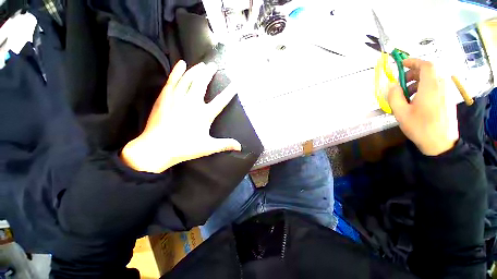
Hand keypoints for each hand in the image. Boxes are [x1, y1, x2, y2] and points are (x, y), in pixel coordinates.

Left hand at [121, 60, 241, 172]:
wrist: (157, 147)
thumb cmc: (185, 147)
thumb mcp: (208, 147)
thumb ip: (225, 144)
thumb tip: (240, 147)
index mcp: (204, 114)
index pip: (221, 101)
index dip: (229, 92)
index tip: (235, 84)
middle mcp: (192, 102)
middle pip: (202, 83)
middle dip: (209, 73)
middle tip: (213, 66)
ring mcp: (177, 97)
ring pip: (188, 78)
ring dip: (196, 70)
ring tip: (201, 65)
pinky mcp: (165, 97)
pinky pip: (173, 80)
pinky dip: (177, 71)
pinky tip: (181, 64)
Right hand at [387, 58, 458, 155]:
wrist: (441, 143)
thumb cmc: (420, 127)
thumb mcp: (401, 113)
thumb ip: (394, 96)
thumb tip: (392, 85)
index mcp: (431, 87)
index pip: (427, 65)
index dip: (414, 61)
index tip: (402, 64)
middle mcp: (442, 86)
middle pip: (430, 70)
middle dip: (414, 72)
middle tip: (402, 82)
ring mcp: (447, 92)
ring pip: (434, 77)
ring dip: (419, 80)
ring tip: (407, 93)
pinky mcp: (448, 98)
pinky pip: (437, 85)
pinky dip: (426, 86)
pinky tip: (417, 99)